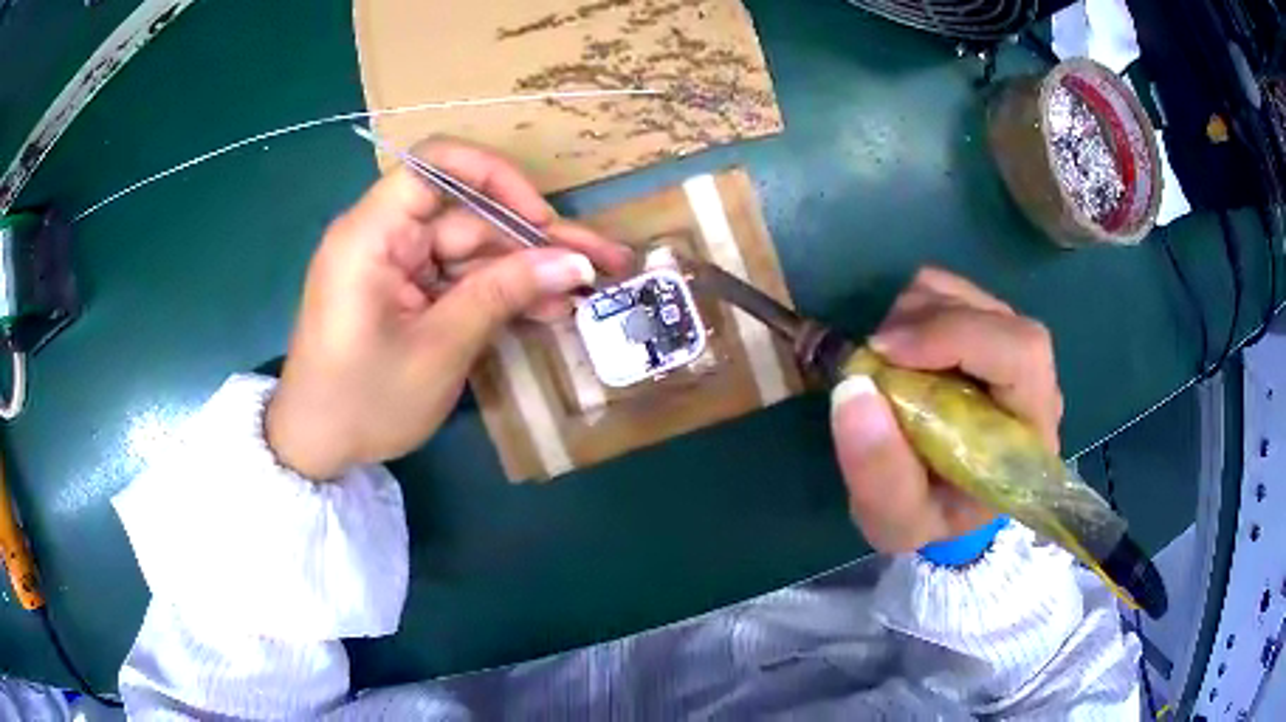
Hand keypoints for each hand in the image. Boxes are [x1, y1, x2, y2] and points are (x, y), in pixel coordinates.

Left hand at [266, 138, 633, 479]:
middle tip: (605, 259)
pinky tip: (548, 309)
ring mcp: (396, 265)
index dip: (495, 177)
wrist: (316, 448)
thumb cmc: (364, 402)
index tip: (539, 218)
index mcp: (372, 234)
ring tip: (589, 290)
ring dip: (528, 271)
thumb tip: (573, 263)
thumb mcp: (439, 349)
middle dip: (536, 240)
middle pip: (469, 216)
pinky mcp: (405, 292)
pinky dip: (499, 294)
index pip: (436, 165)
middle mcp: (384, 236)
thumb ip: (503, 294)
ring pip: (473, 251)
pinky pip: (459, 280)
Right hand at [830, 268, 1063, 552]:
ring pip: (966, 296)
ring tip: (884, 364)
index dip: (957, 337)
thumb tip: (853, 389)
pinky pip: (947, 291)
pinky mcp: (982, 329)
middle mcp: (1033, 380)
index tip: (887, 354)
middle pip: (994, 316)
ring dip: (913, 316)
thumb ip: (879, 475)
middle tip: (875, 357)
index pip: (1022, 353)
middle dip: (926, 325)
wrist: (942, 505)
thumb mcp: (896, 523)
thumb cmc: (929, 517)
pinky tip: (898, 351)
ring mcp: (1008, 347)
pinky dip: (911, 308)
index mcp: (1031, 431)